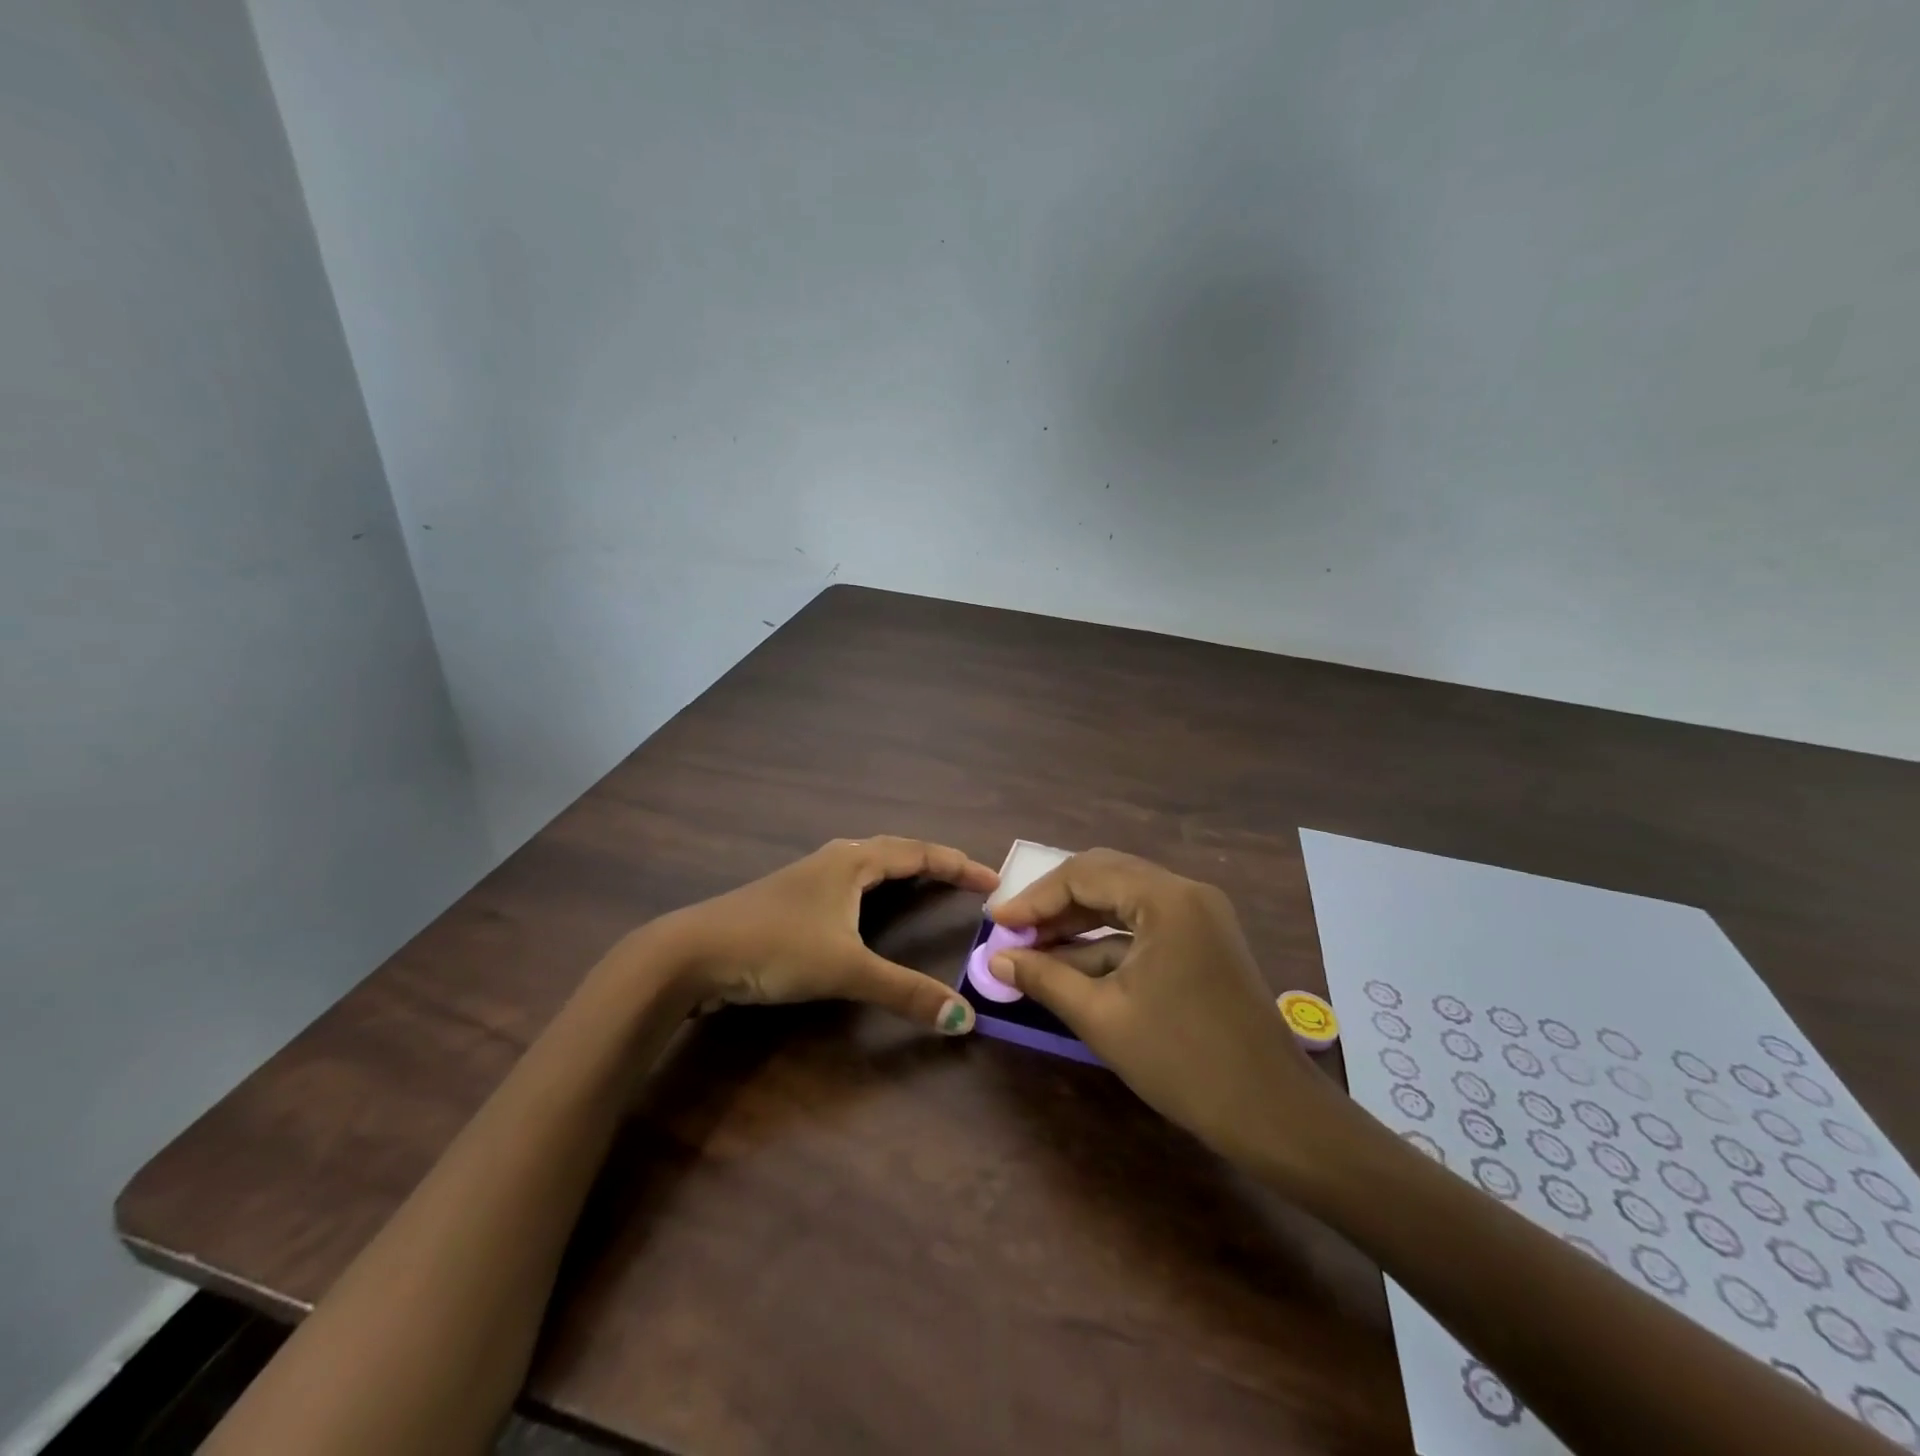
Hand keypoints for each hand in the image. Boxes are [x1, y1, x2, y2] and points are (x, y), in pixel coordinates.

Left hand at [642, 836, 998, 1034]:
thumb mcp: (845, 969)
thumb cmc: (776, 947)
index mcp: (854, 861)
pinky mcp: (792, 897)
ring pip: (869, 862)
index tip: (993, 880)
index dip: (958, 865)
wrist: (693, 952)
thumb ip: (904, 992)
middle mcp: (835, 858)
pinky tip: (868, 905)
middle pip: (896, 850)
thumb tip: (963, 1019)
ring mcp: (810, 876)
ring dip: (903, 869)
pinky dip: (876, 885)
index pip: (919, 853)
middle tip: (968, 881)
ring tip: (927, 883)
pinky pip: (850, 880)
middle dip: (934, 862)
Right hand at [989, 849, 1340, 1163]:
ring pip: (1122, 900)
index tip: (996, 924)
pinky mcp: (1202, 940)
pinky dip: (1106, 942)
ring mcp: (1198, 915)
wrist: (1273, 1114)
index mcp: (1166, 898)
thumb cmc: (1183, 1062)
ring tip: (1032, 949)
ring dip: (1077, 922)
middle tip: (1013, 932)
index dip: (1034, 898)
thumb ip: (1045, 979)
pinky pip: (1143, 925)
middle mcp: (1185, 892)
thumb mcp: (1103, 1018)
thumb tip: (996, 959)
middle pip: (1104, 877)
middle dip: (1054, 904)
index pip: (1084, 874)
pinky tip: (1071, 965)